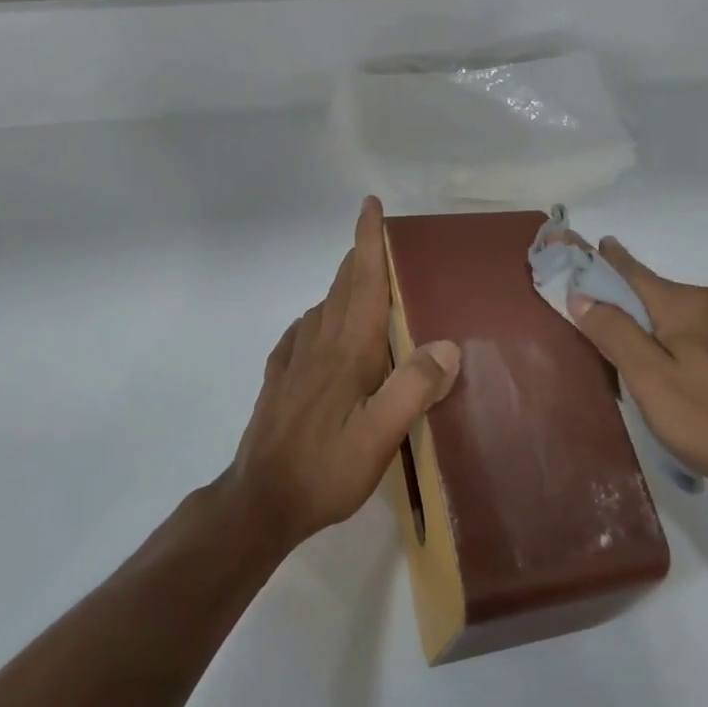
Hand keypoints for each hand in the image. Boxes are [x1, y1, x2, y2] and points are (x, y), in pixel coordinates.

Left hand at [226, 197, 460, 545]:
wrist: (259, 502)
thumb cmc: (325, 468)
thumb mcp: (380, 436)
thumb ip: (413, 388)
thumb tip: (447, 344)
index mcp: (347, 350)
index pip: (362, 282)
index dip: (367, 241)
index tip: (370, 205)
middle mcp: (319, 344)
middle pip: (342, 287)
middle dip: (359, 257)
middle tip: (379, 240)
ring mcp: (295, 362)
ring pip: (323, 307)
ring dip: (344, 285)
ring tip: (364, 281)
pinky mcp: (281, 381)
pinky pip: (303, 333)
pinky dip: (320, 316)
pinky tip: (322, 327)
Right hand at [567, 239, 707, 520]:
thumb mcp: (649, 379)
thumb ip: (614, 332)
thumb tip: (581, 294)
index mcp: (686, 303)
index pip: (630, 270)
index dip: (599, 259)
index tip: (571, 242)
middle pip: (654, 292)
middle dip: (623, 300)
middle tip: (592, 322)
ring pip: (679, 312)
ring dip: (651, 323)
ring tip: (629, 352)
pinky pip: (700, 328)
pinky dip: (676, 336)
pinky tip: (672, 365)